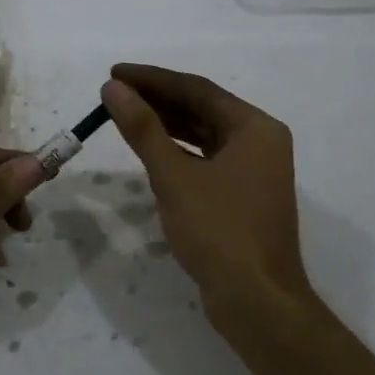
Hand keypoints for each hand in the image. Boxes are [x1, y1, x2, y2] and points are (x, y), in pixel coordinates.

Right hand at [101, 64, 316, 333]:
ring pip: (203, 134)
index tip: (114, 73)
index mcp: (255, 128)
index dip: (153, 79)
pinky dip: (178, 151)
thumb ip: (143, 128)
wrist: (256, 301)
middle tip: (114, 92)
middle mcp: (260, 141)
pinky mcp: (243, 195)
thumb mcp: (174, 176)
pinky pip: (206, 158)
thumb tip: (113, 89)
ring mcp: (254, 170)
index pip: (197, 89)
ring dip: (166, 124)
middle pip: (202, 108)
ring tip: (125, 114)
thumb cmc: (218, 231)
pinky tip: (151, 148)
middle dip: (157, 99)